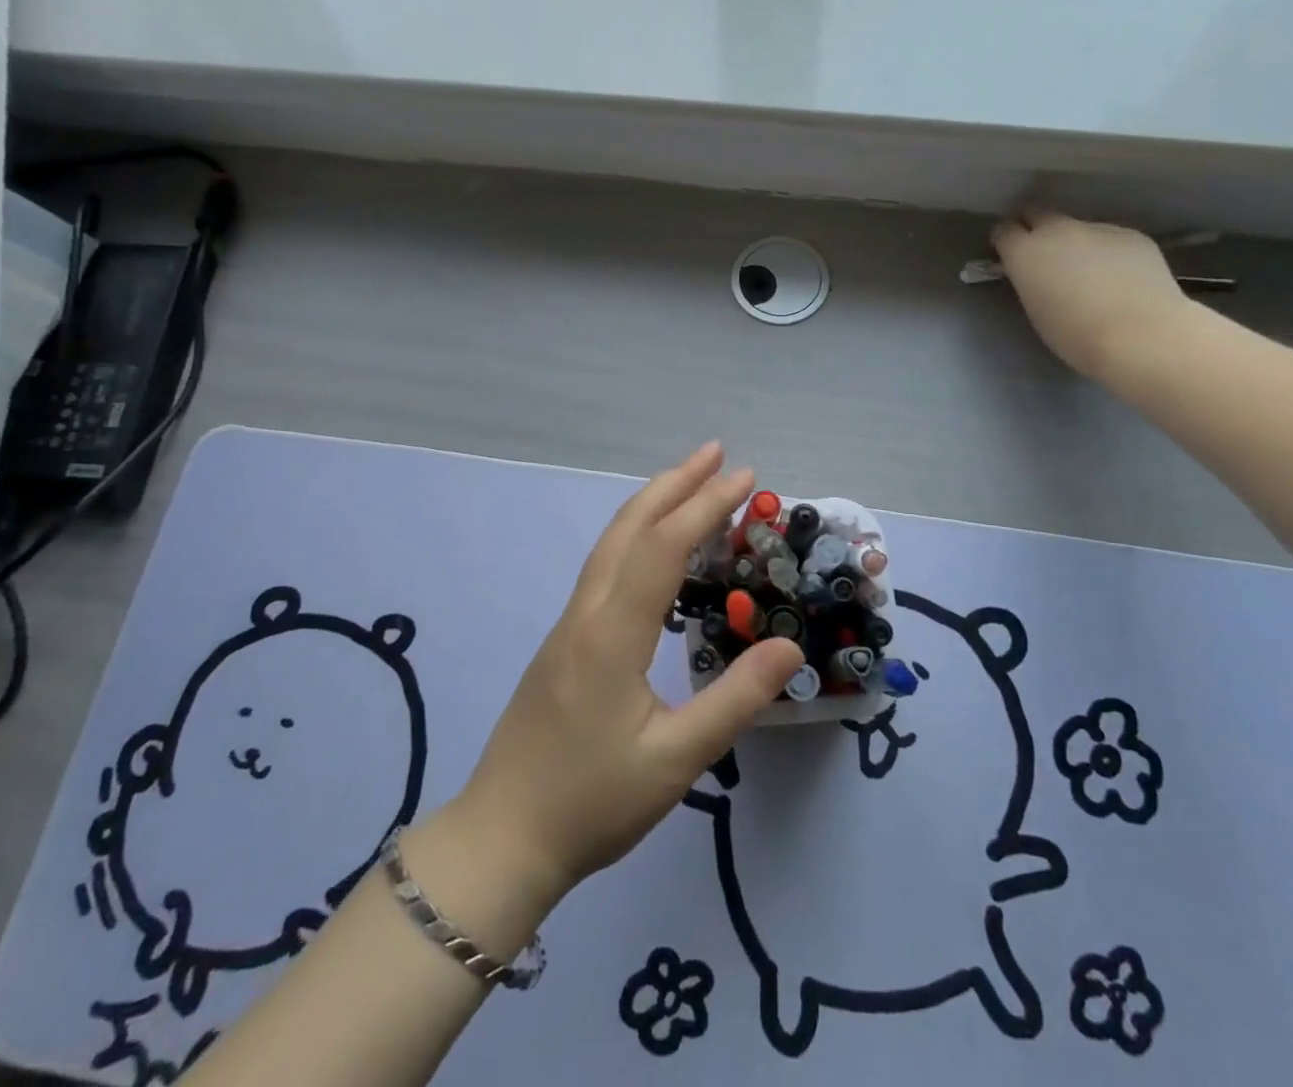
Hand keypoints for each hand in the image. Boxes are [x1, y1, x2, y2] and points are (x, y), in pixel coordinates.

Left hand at [448, 443, 802, 902]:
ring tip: (690, 483)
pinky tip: (654, 550)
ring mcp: (569, 625)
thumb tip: (790, 644)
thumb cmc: (591, 804)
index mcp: (612, 633)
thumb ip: (735, 700)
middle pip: (630, 527)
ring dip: (652, 504)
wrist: (502, 838)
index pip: (664, 547)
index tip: (746, 478)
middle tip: (718, 454)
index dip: (705, 505)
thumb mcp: (676, 761)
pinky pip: (605, 567)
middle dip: (675, 483)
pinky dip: (636, 536)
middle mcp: (587, 613)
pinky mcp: (564, 641)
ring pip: (611, 543)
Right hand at [993, 210, 1192, 380]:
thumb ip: (1030, 280)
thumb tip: (1036, 272)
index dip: (1005, 242)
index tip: (1009, 257)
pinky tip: (1119, 278)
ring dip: (1075, 243)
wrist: (1140, 335)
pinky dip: (1108, 252)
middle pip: (1037, 213)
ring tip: (1090, 274)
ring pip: (1077, 228)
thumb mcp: (1035, 309)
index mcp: (1025, 252)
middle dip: (1034, 227)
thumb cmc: (1074, 334)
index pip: (1004, 230)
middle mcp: (1058, 230)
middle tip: (1042, 255)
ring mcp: (1098, 228)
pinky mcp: (1132, 235)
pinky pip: (1110, 238)